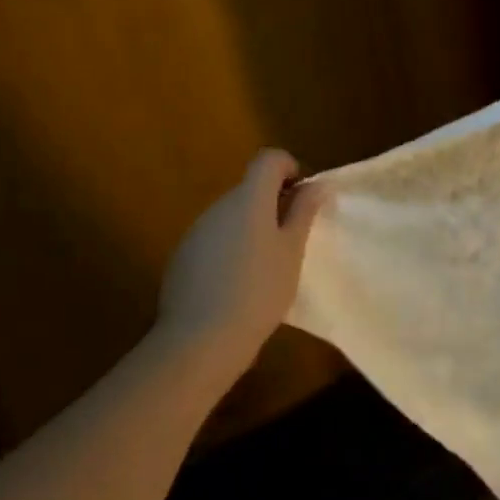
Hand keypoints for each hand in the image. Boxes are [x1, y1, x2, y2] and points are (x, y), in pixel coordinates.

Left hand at [159, 150, 324, 365]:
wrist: (200, 340)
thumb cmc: (259, 290)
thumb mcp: (292, 251)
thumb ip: (304, 212)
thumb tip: (317, 184)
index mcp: (249, 198)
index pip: (269, 159)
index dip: (289, 168)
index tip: (301, 198)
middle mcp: (219, 206)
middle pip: (250, 188)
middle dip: (273, 204)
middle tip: (291, 239)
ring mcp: (197, 231)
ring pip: (232, 215)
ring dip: (251, 228)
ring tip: (265, 267)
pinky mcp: (182, 257)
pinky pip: (214, 239)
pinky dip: (230, 249)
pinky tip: (237, 285)